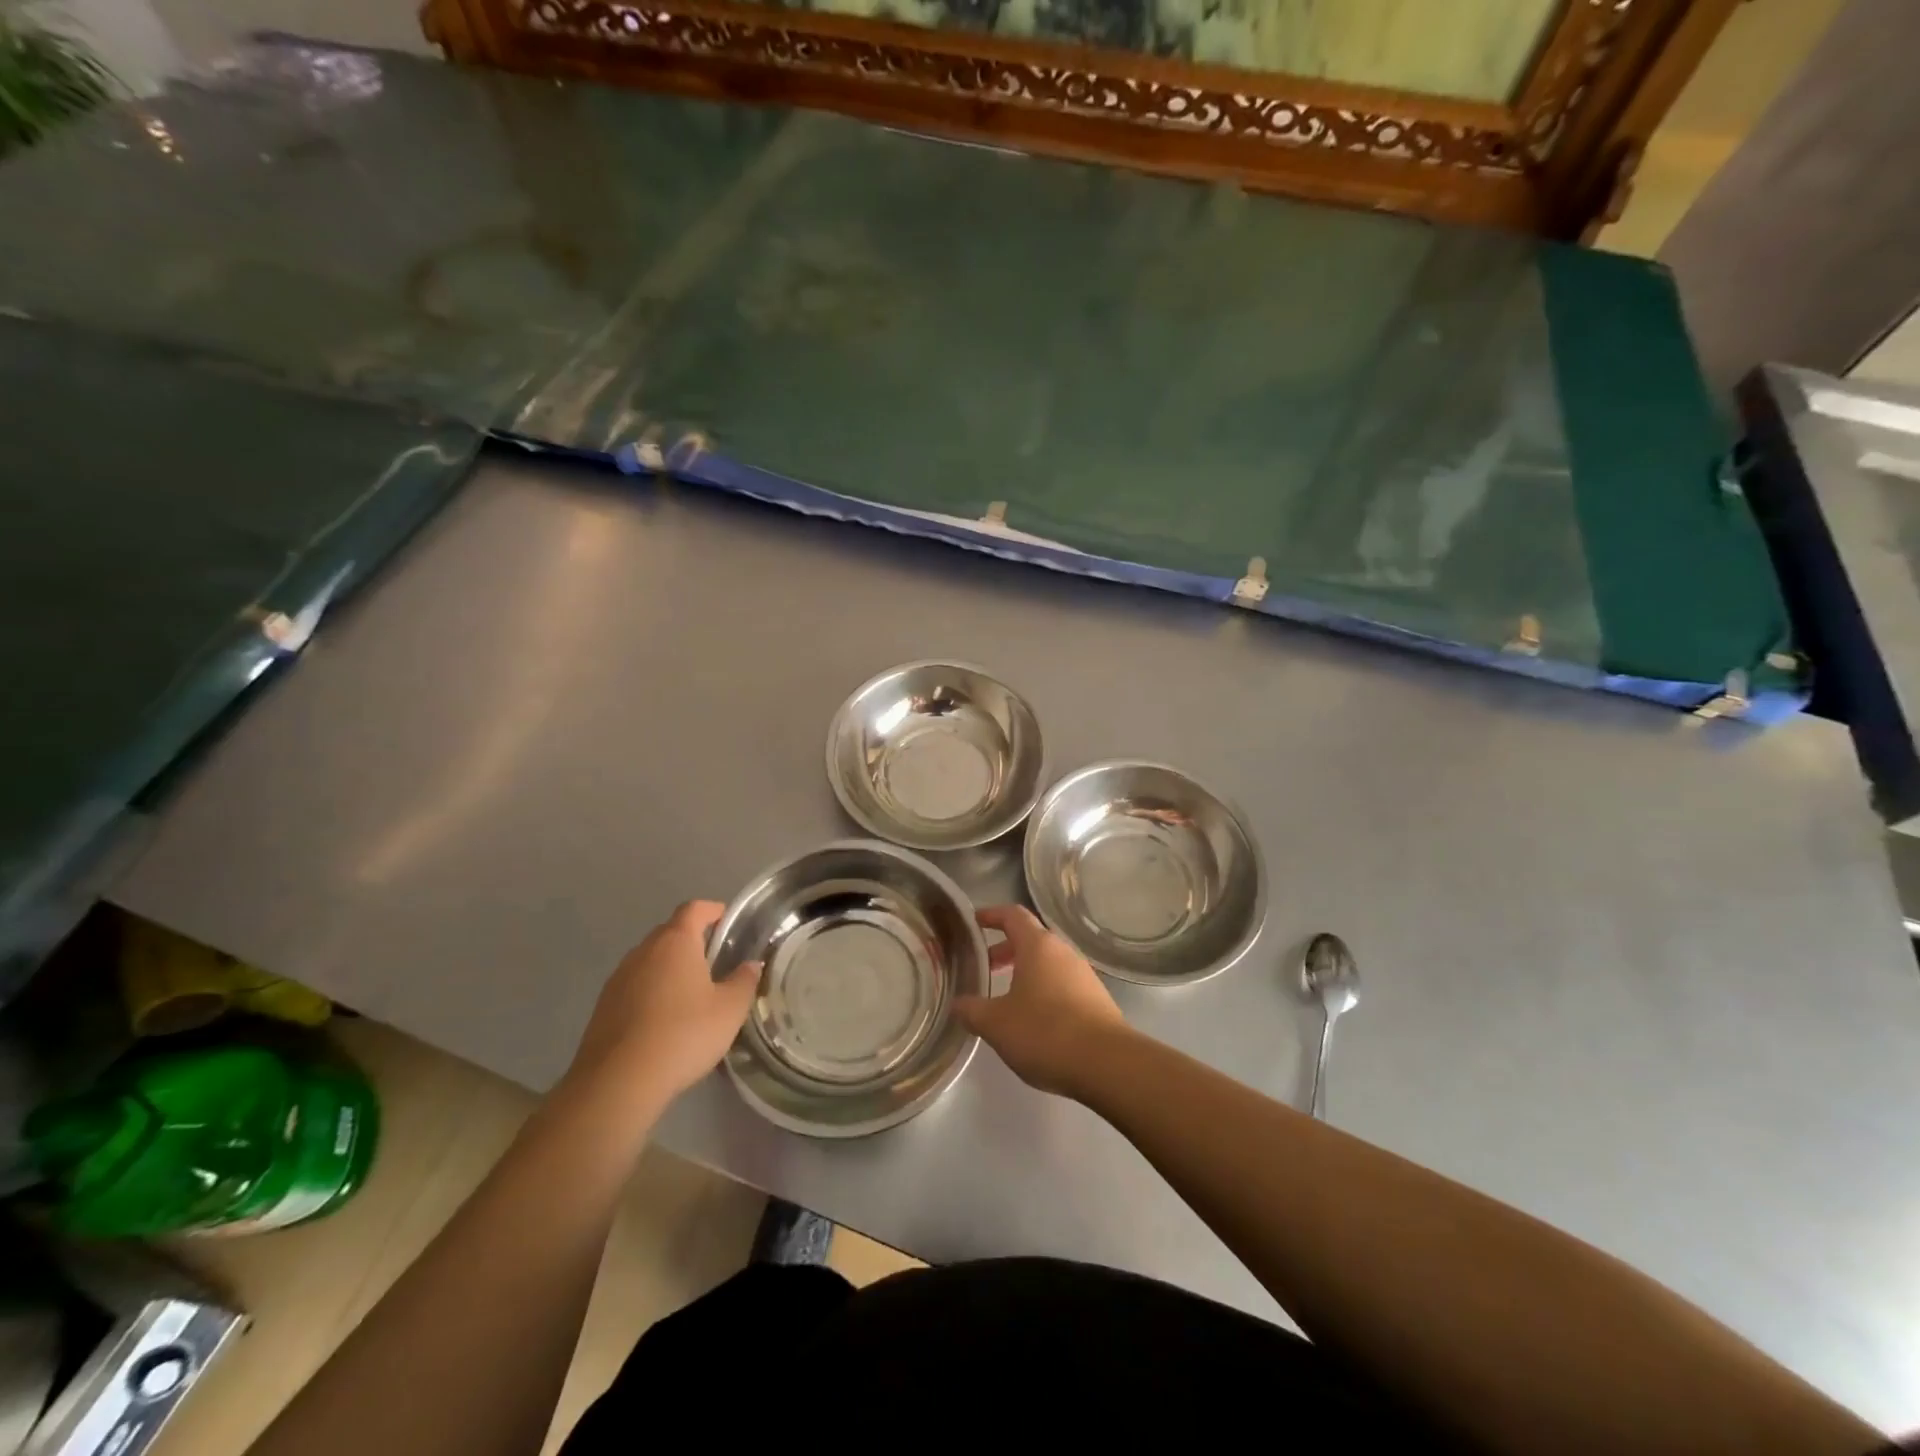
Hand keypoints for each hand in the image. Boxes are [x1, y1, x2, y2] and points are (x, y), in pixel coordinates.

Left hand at [565, 901, 760, 1110]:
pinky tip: (664, 1020)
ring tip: (690, 993)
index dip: (712, 910)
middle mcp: (643, 951)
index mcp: (675, 942)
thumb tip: (750, 965)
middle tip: (715, 961)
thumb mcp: (729, 1010)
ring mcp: (618, 978)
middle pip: (670, 932)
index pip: (694, 909)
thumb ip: (744, 982)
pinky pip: (634, 986)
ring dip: (669, 968)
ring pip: (650, 960)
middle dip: (692, 940)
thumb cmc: (683, 1035)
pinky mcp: (603, 1007)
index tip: (727, 921)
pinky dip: (651, 992)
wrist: (617, 1082)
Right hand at [955, 905, 1127, 1098]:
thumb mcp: (996, 1024)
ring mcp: (1083, 975)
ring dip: (1025, 972)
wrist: (1108, 1063)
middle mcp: (1063, 952)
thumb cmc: (1045, 1032)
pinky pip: (1062, 984)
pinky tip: (1034, 1021)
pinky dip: (1043, 991)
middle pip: (1031, 939)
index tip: (974, 921)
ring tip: (1006, 999)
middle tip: (985, 967)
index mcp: (1037, 946)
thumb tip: (957, 1003)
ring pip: (1048, 963)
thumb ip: (972, 1010)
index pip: (1012, 915)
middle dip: (1005, 949)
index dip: (991, 915)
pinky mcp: (1096, 999)